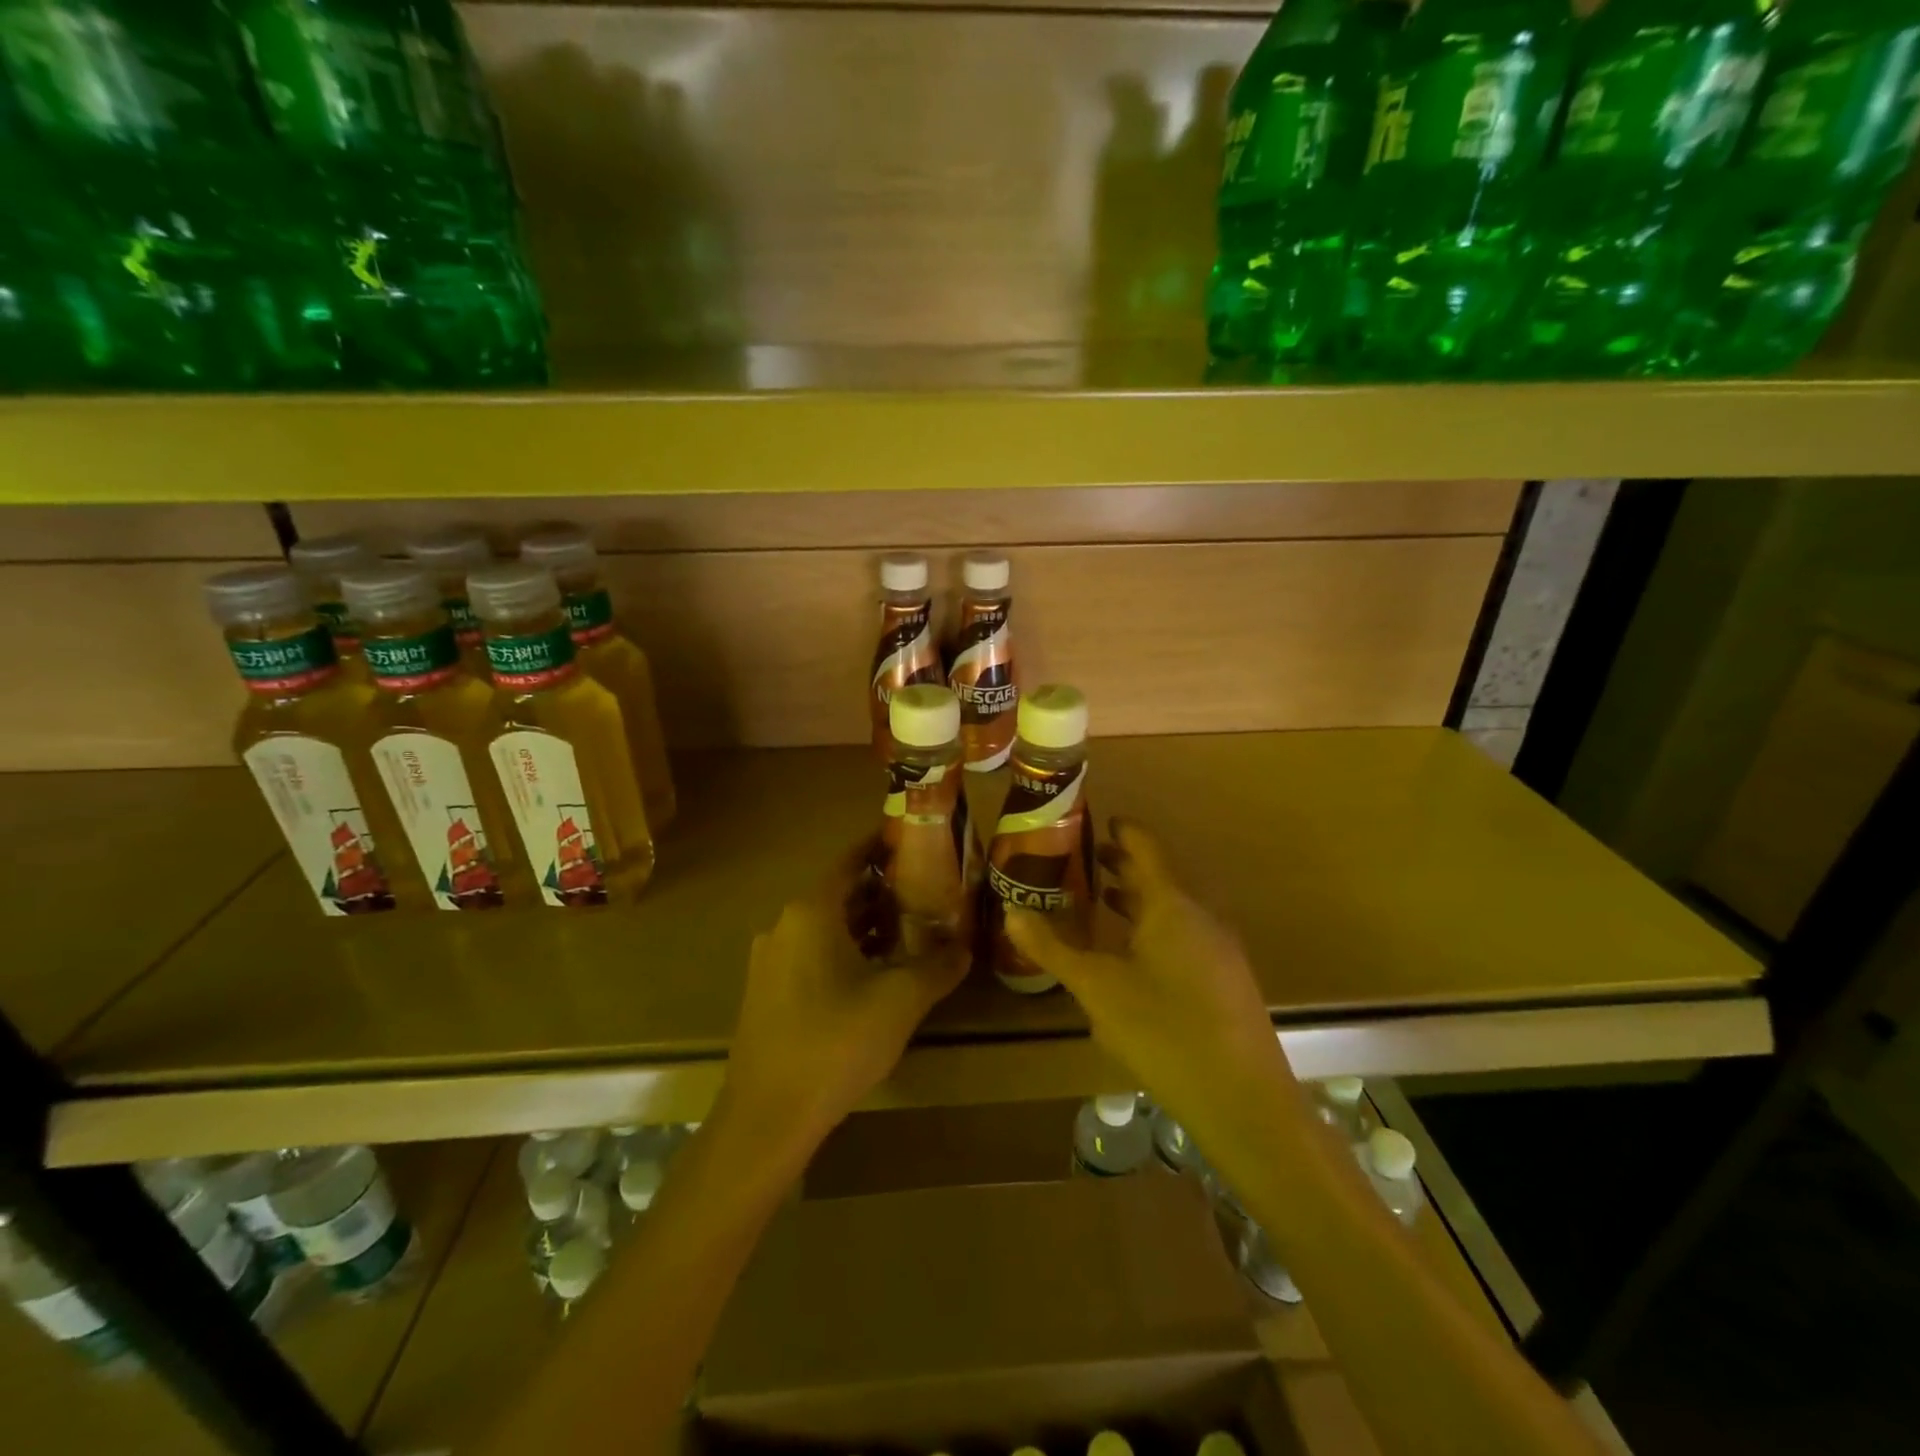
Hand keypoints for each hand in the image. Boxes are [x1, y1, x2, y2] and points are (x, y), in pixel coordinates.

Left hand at [725, 857, 967, 1154]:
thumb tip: (964, 946)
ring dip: (865, 926)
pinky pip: (811, 955)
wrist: (768, 1116)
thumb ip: (938, 965)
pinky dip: (844, 952)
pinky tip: (874, 976)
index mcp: (811, 911)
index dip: (881, 848)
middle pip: (840, 894)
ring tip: (909, 932)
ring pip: (826, 928)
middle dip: (882, 892)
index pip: (851, 861)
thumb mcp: (901, 1000)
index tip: (914, 841)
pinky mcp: (767, 993)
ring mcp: (771, 960)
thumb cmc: (836, 1042)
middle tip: (926, 892)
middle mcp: (785, 925)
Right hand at [1006, 819, 1294, 1138]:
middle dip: (1123, 866)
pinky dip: (1154, 928)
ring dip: (1138, 900)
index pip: (1145, 848)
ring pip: (1173, 909)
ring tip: (1102, 900)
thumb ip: (1054, 949)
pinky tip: (1133, 956)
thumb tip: (1011, 912)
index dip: (1122, 830)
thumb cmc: (1164, 1030)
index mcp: (1171, 904)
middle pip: (1160, 877)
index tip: (1096, 821)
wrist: (1243, 1100)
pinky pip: (1184, 935)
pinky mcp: (1226, 980)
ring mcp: (1219, 949)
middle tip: (1085, 860)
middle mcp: (1200, 916)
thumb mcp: (1097, 988)